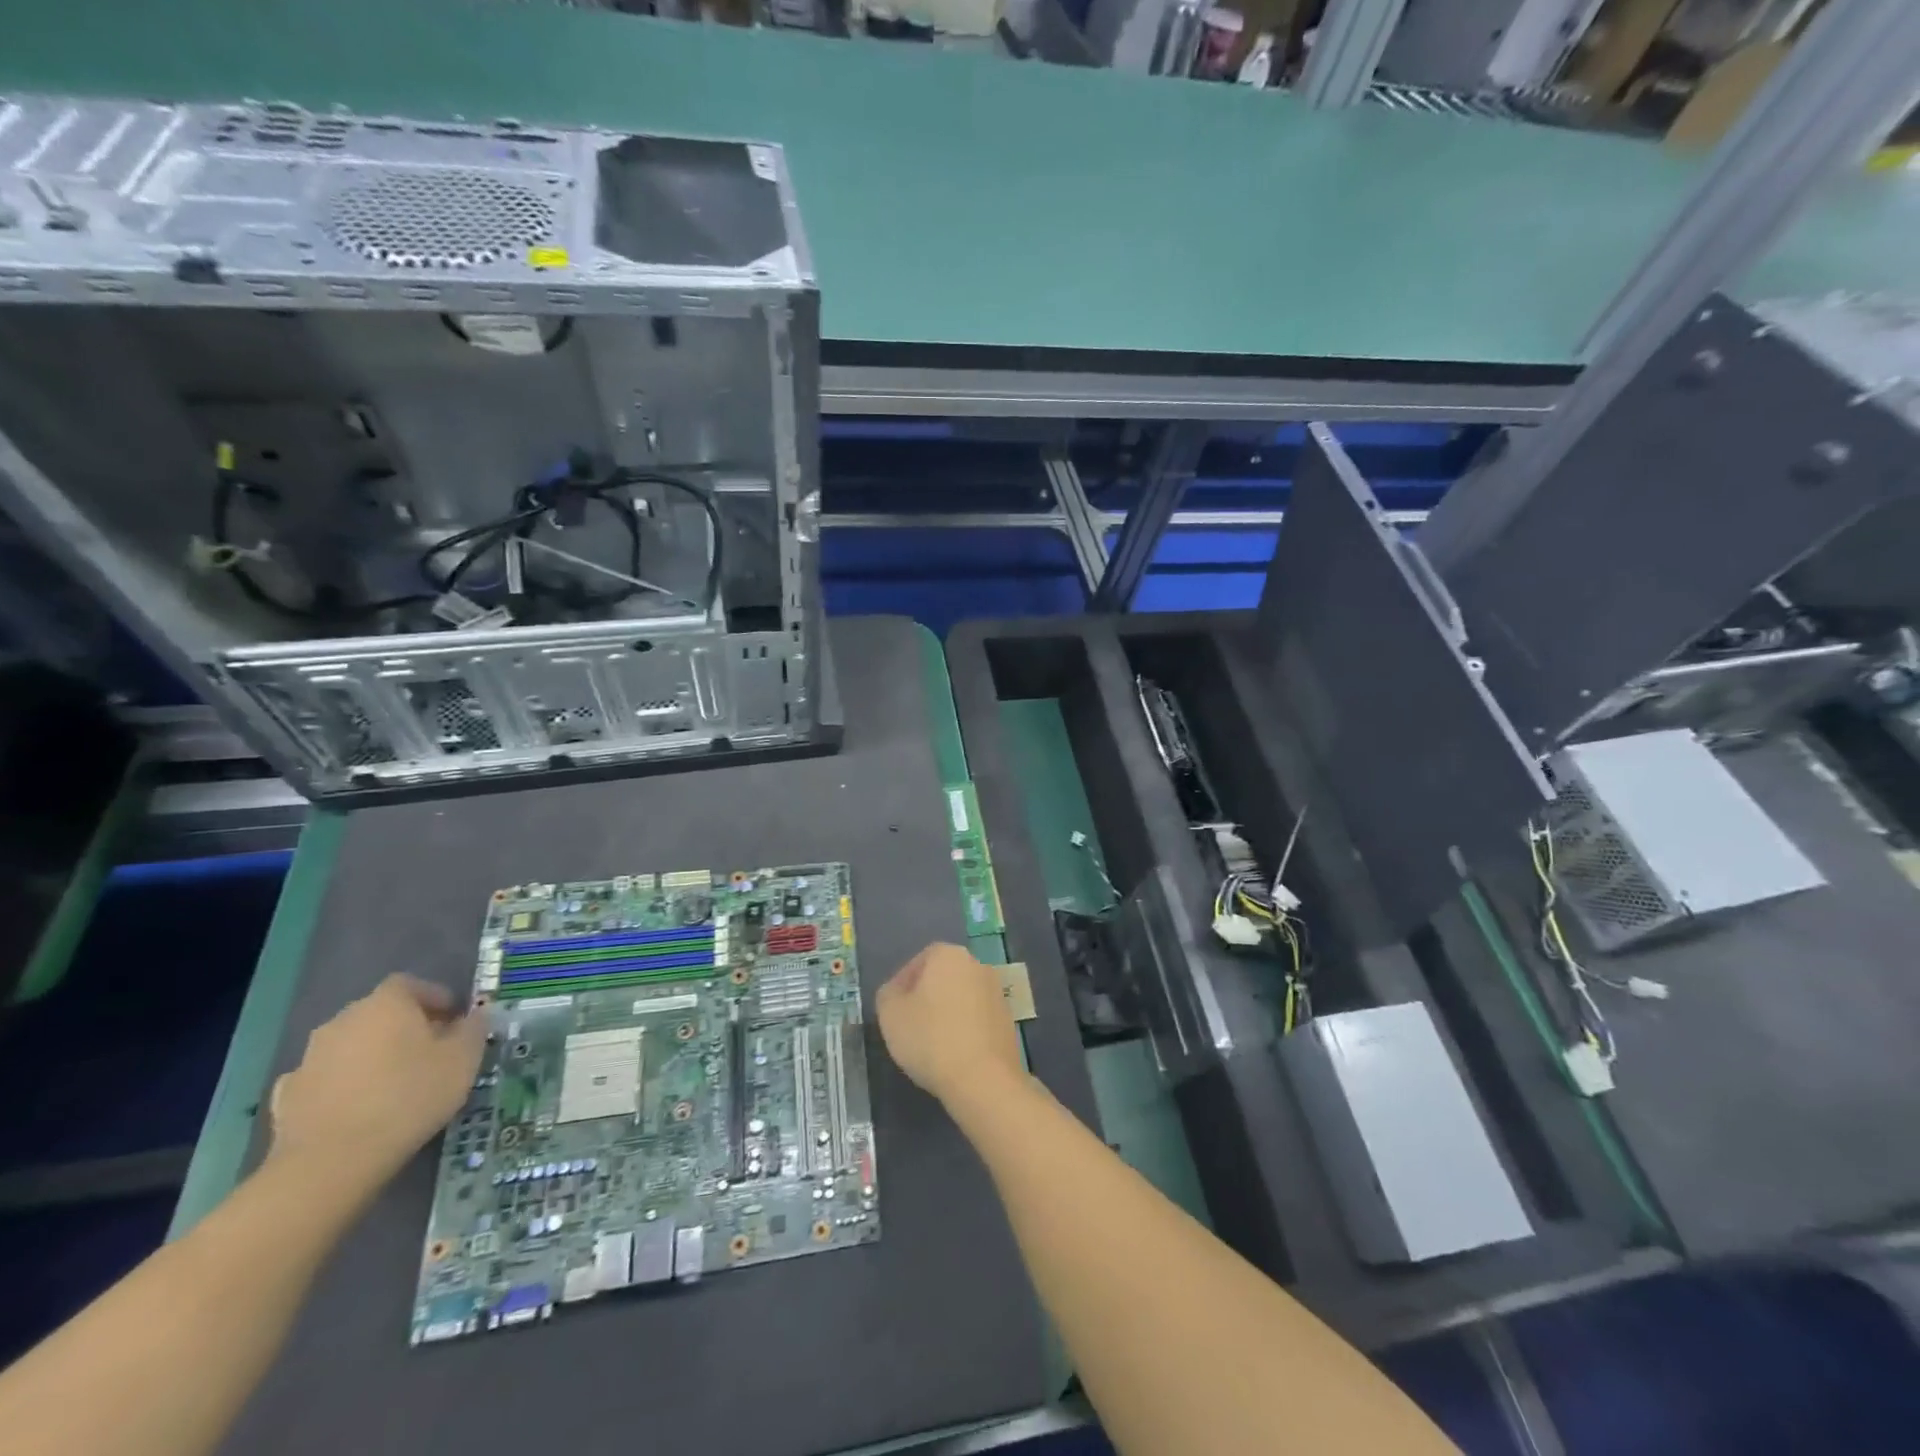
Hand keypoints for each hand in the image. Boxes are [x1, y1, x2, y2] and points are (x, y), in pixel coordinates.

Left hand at [267, 975, 487, 1195]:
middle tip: (429, 1050)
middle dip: (404, 1026)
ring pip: (350, 1044)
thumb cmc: (409, 1097)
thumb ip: (474, 1029)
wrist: (331, 1161)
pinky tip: (355, 1106)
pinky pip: (323, 1077)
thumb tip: (475, 1015)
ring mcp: (309, 1058)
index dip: (434, 997)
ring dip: (371, 1054)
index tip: (453, 1019)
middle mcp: (343, 1021)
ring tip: (394, 1083)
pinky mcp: (287, 1096)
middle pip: (378, 1013)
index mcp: (386, 1004)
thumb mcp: (463, 1060)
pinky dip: (340, 1084)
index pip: (410, 984)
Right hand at [875, 942, 1023, 1106]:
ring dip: (946, 1014)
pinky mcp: (1008, 1021)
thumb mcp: (890, 1014)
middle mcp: (977, 965)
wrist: (983, 1078)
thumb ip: (888, 995)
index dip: (902, 985)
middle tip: (909, 1026)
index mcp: (949, 955)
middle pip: (942, 978)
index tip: (894, 1010)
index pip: (919, 961)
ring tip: (931, 1045)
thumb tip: (897, 992)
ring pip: (961, 999)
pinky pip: (977, 1019)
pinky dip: (964, 1030)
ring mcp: (997, 993)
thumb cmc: (930, 1038)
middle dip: (926, 998)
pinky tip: (953, 1054)